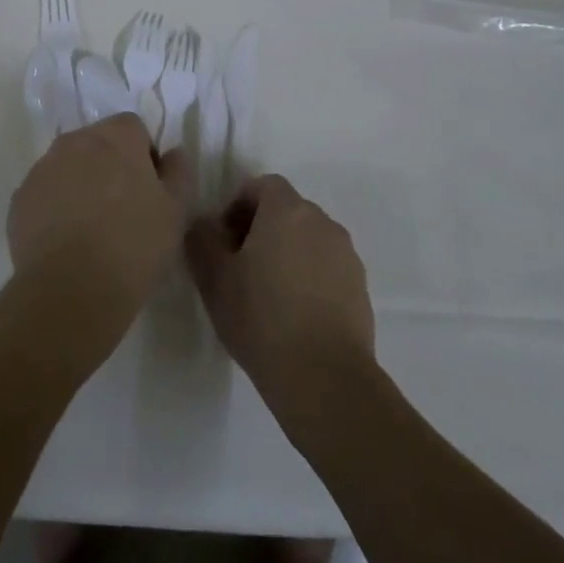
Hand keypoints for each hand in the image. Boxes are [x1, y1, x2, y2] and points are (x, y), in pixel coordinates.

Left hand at [8, 115, 191, 339]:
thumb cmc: (133, 245)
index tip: (149, 189)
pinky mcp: (20, 198)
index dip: (144, 155)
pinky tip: (67, 241)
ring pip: (68, 165)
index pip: (133, 128)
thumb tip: (174, 153)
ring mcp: (42, 168)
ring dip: (81, 183)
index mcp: (115, 137)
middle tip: (123, 209)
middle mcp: (75, 141)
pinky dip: (56, 206)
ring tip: (92, 228)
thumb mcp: (175, 211)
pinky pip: (45, 192)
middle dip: (110, 165)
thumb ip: (178, 172)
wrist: (71, 290)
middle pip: (97, 142)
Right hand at [186, 175, 374, 410]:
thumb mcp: (213, 277)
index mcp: (287, 210)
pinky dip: (310, 279)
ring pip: (309, 240)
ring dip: (287, 254)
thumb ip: (202, 238)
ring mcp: (347, 256)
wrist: (323, 377)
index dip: (238, 206)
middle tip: (240, 267)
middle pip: (287, 211)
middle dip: (262, 230)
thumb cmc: (261, 317)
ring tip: (268, 295)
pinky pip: (328, 269)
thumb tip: (206, 224)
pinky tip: (294, 316)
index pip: (262, 185)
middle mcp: (322, 222)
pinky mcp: (361, 289)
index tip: (224, 241)